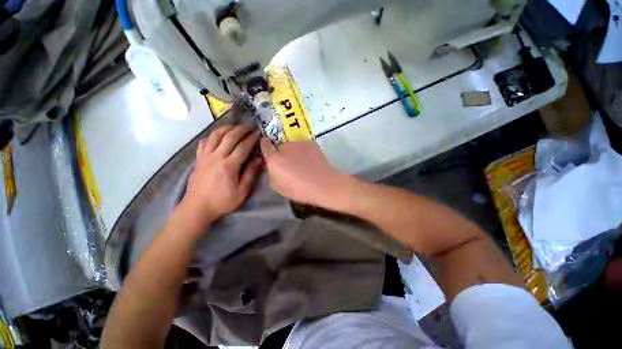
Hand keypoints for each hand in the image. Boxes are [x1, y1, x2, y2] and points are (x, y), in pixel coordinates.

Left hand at [180, 124, 262, 227]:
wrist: (197, 208)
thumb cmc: (222, 201)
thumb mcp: (242, 191)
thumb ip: (250, 173)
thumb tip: (259, 159)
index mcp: (229, 166)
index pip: (242, 146)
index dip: (251, 138)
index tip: (258, 132)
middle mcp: (216, 157)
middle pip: (229, 137)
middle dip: (241, 129)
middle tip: (250, 125)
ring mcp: (205, 156)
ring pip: (215, 135)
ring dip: (226, 128)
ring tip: (235, 126)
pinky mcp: (198, 159)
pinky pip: (204, 142)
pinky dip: (212, 136)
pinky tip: (217, 136)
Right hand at [260, 138, 349, 208]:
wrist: (323, 184)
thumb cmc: (299, 189)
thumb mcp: (277, 187)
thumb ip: (271, 173)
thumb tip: (272, 167)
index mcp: (274, 159)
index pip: (265, 145)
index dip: (265, 145)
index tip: (267, 146)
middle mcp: (285, 147)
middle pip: (280, 146)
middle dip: (283, 152)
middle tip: (290, 163)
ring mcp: (299, 143)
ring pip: (293, 145)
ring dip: (294, 151)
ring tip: (303, 163)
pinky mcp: (311, 143)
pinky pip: (303, 146)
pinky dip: (304, 151)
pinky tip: (311, 161)